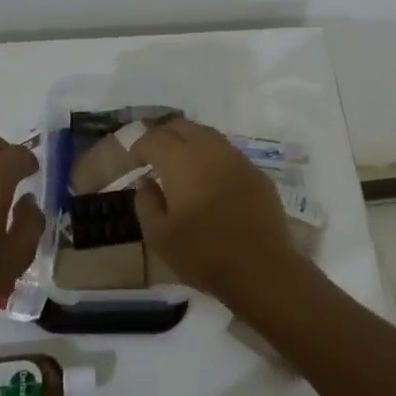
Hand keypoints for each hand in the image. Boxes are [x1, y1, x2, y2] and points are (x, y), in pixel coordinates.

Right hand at [130, 119, 304, 301]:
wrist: (261, 269)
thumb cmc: (203, 254)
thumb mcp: (160, 236)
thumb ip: (146, 203)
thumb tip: (146, 181)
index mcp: (182, 162)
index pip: (154, 138)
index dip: (139, 146)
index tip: (134, 161)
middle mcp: (210, 150)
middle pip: (181, 126)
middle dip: (163, 135)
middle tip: (153, 154)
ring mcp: (237, 159)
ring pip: (207, 134)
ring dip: (188, 140)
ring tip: (179, 160)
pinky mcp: (256, 172)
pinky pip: (227, 151)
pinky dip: (211, 154)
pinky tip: (208, 175)